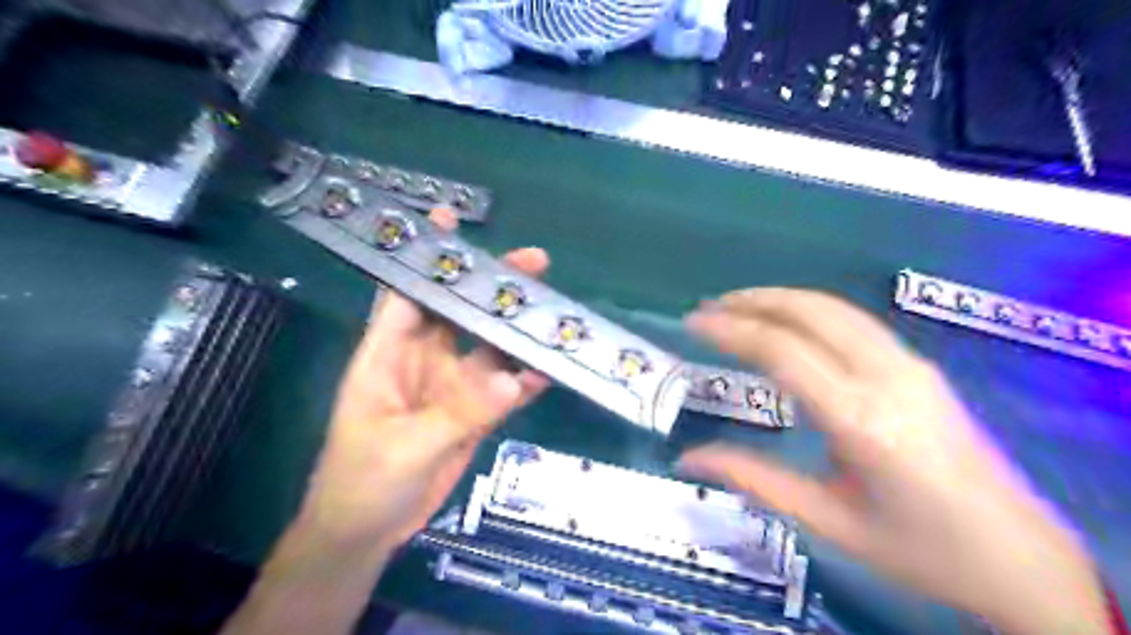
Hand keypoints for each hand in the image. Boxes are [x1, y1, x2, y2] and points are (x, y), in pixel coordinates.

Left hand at [296, 207, 551, 555]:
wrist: (370, 530)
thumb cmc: (364, 481)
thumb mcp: (404, 446)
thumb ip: (458, 413)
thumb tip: (511, 381)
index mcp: (387, 355)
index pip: (407, 294)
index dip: (426, 256)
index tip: (450, 219)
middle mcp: (423, 360)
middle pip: (459, 311)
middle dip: (490, 285)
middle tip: (534, 263)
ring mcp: (452, 386)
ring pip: (489, 347)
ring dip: (517, 331)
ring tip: (554, 312)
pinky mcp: (473, 412)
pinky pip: (505, 387)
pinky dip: (526, 377)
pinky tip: (551, 368)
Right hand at [679, 287, 1105, 634]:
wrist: (1020, 558)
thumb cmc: (918, 548)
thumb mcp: (826, 520)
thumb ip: (753, 479)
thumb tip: (686, 459)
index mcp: (861, 419)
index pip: (781, 350)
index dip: (730, 330)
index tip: (692, 323)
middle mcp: (887, 377)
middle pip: (810, 312)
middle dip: (753, 302)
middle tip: (709, 308)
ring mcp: (910, 366)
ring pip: (836, 308)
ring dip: (781, 299)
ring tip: (738, 306)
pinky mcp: (920, 367)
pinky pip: (855, 322)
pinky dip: (810, 311)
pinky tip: (788, 324)